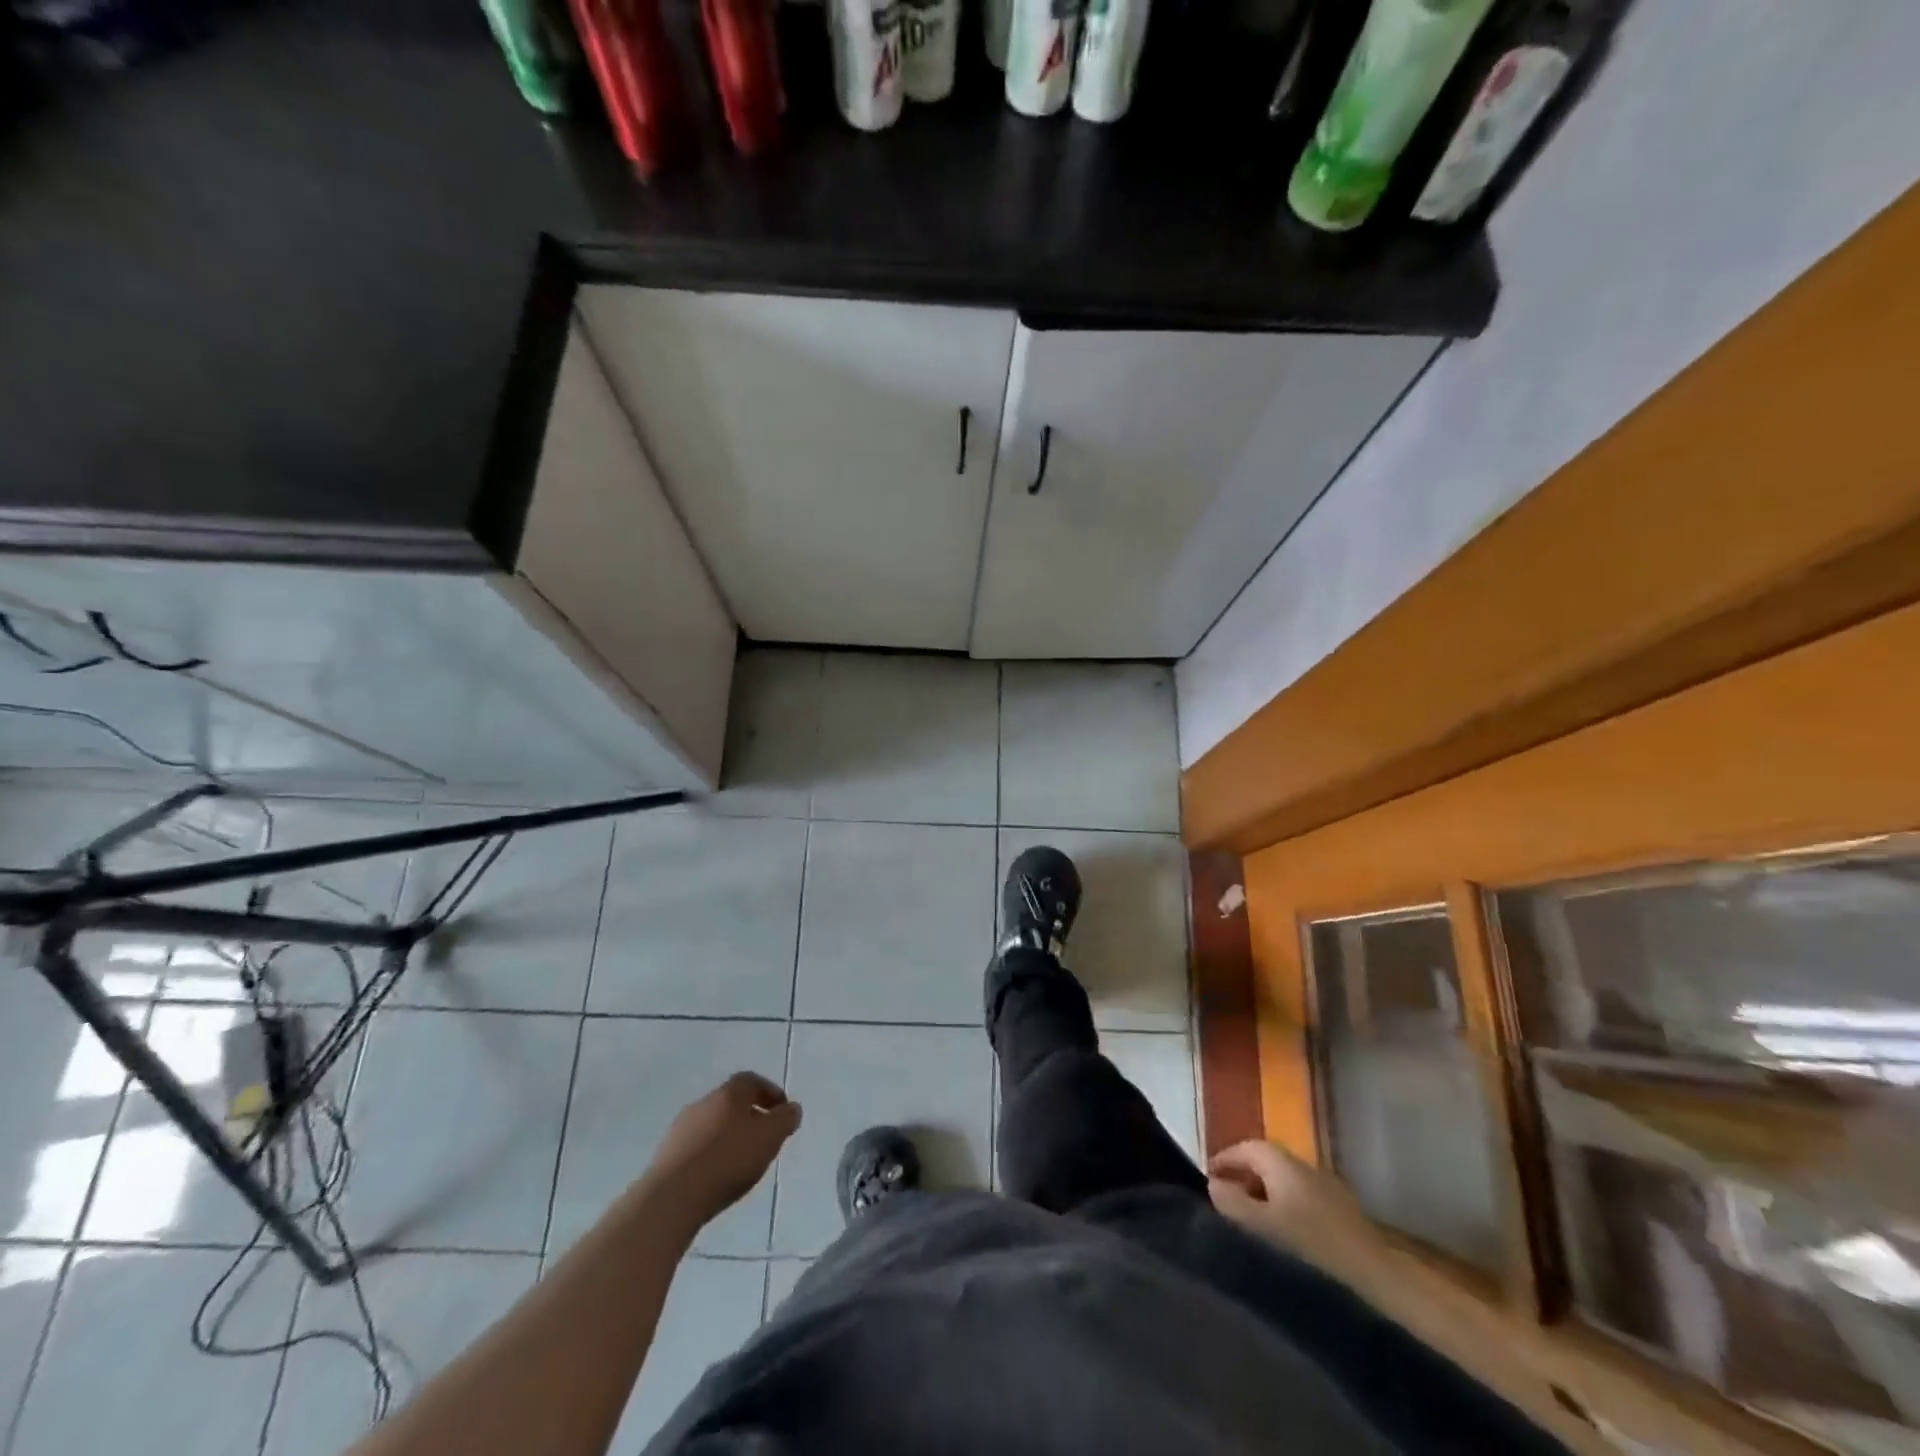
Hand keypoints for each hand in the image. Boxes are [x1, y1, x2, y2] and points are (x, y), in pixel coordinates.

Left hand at [649, 1072, 801, 1227]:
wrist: (671, 1199)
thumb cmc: (727, 1161)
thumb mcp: (769, 1138)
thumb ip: (785, 1120)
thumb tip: (791, 1109)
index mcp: (728, 1094)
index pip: (751, 1081)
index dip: (769, 1093)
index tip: (782, 1112)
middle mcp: (702, 1104)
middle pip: (731, 1102)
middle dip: (750, 1116)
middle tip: (764, 1138)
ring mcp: (680, 1130)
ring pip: (712, 1125)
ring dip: (729, 1137)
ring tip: (741, 1162)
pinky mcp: (665, 1156)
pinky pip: (696, 1148)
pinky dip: (711, 1155)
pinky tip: (716, 1177)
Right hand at [1207, 1139, 1360, 1250]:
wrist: (1372, 1273)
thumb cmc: (1309, 1245)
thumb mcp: (1261, 1225)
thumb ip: (1232, 1202)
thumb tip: (1213, 1184)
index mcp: (1281, 1162)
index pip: (1245, 1148)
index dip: (1224, 1160)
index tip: (1208, 1178)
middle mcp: (1303, 1163)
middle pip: (1264, 1160)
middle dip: (1242, 1175)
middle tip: (1226, 1198)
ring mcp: (1324, 1183)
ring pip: (1283, 1178)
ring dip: (1263, 1190)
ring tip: (1251, 1217)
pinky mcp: (1340, 1206)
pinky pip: (1300, 1194)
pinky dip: (1284, 1203)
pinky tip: (1284, 1229)